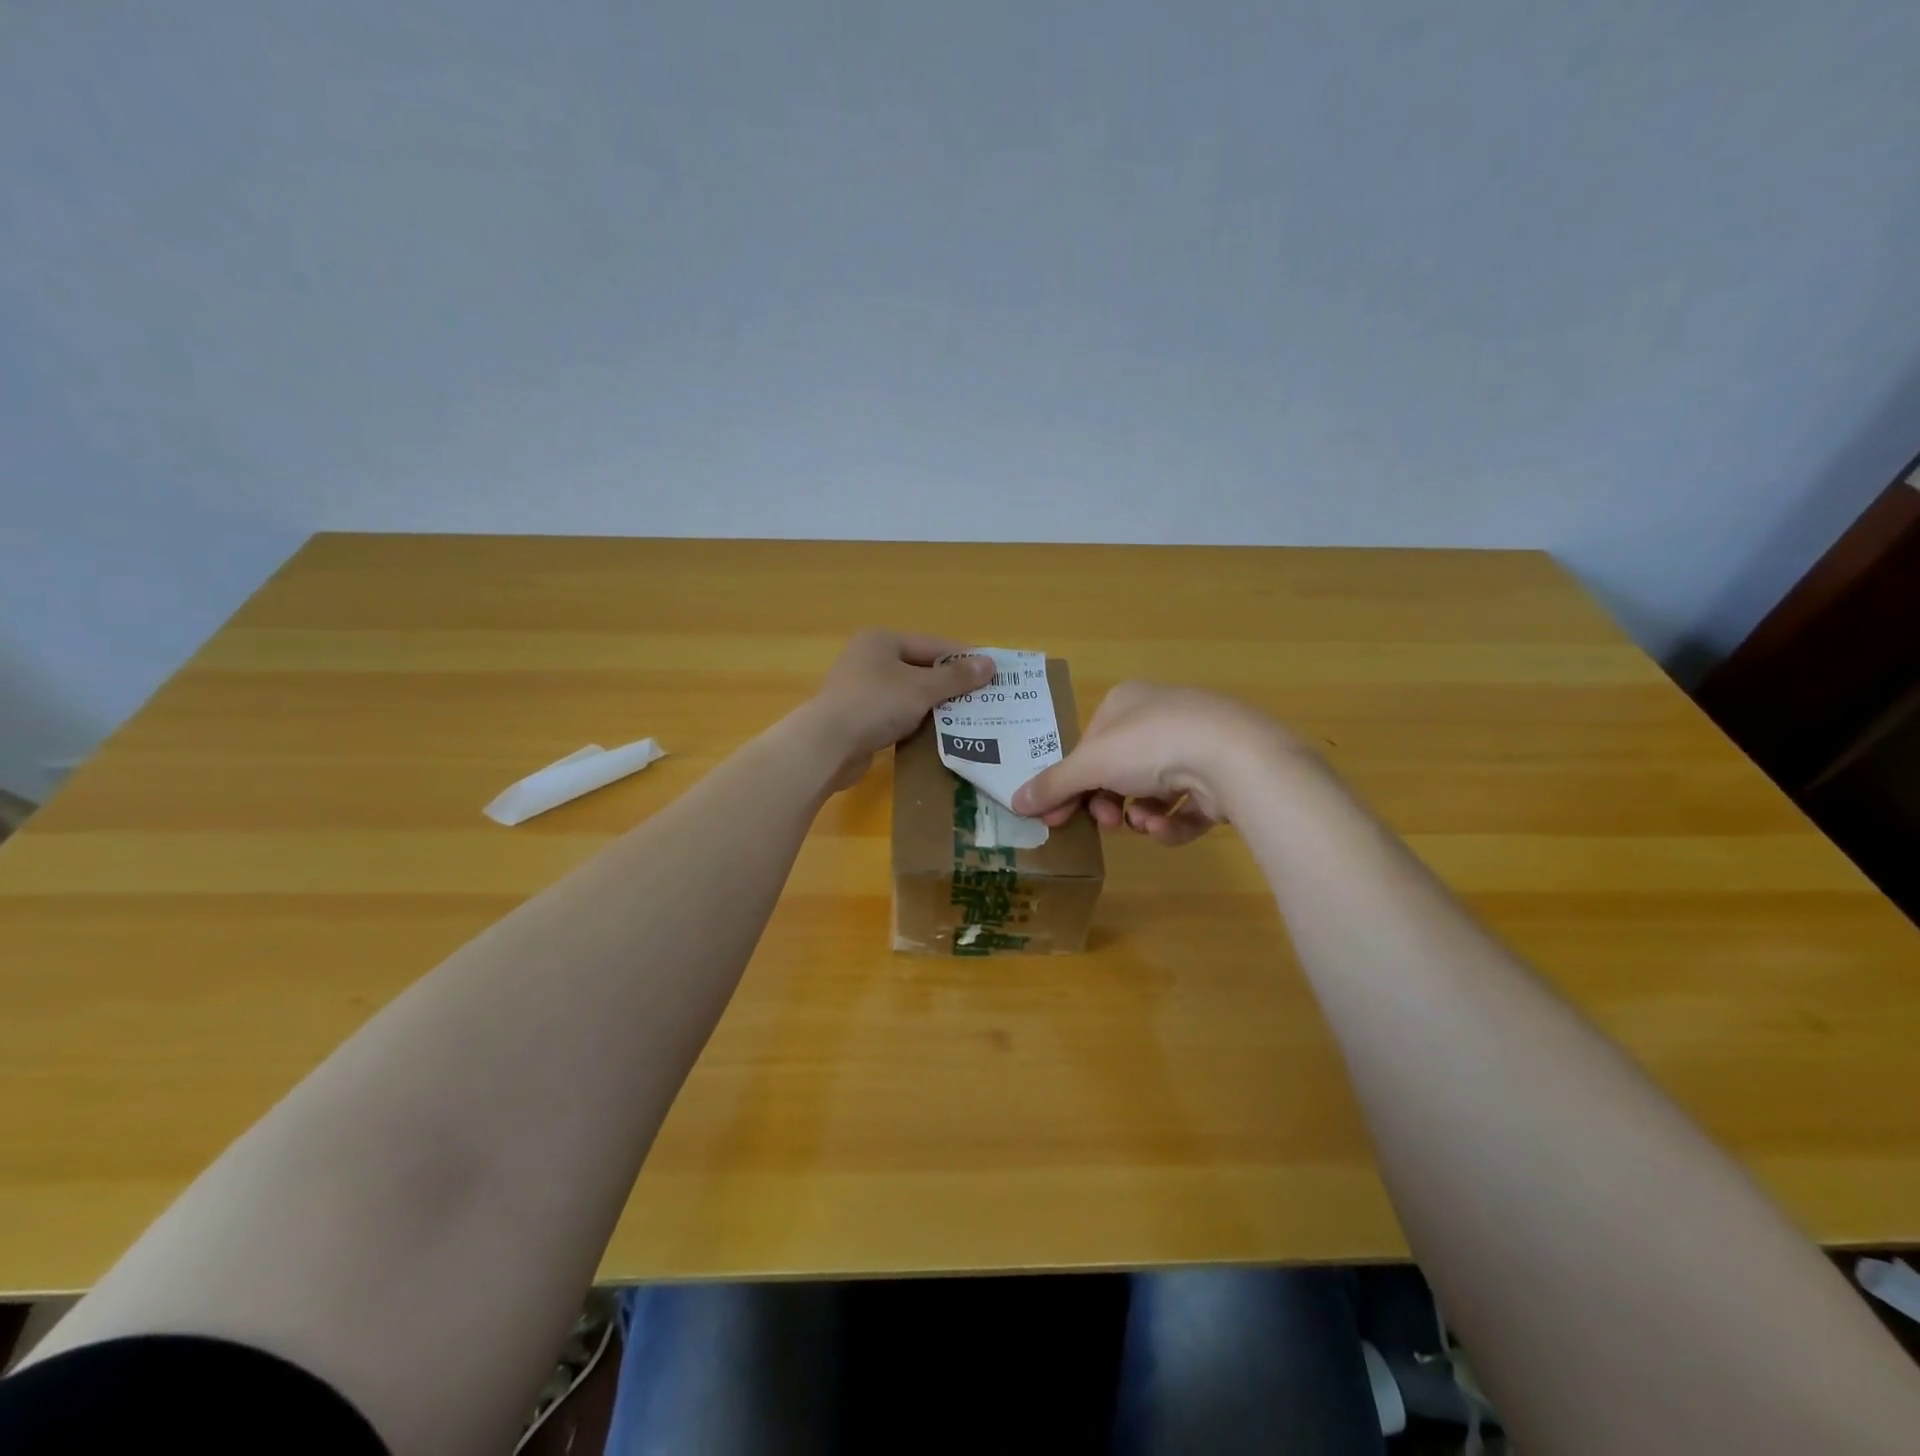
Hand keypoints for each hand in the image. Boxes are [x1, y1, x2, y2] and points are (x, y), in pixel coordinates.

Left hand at [805, 630, 994, 791]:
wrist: (827, 746)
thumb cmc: (876, 705)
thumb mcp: (922, 688)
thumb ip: (956, 677)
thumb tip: (990, 664)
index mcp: (882, 640)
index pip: (934, 644)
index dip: (965, 658)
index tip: (993, 672)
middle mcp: (870, 658)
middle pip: (921, 668)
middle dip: (951, 684)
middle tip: (984, 698)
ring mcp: (862, 689)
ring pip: (909, 693)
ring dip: (935, 705)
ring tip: (968, 717)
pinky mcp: (859, 717)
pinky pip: (897, 714)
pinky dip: (916, 721)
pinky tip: (937, 733)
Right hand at [1011, 682, 1297, 845]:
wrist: (1235, 756)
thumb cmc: (1152, 745)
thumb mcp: (1092, 764)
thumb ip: (1054, 785)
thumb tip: (1015, 801)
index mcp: (1126, 702)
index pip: (1088, 747)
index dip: (1070, 784)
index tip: (1056, 818)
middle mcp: (1161, 717)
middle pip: (1118, 771)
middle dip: (1107, 803)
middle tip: (1105, 824)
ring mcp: (1196, 745)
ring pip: (1151, 792)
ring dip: (1141, 814)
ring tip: (1146, 823)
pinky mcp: (1223, 776)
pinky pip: (1186, 805)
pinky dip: (1173, 821)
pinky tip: (1169, 826)